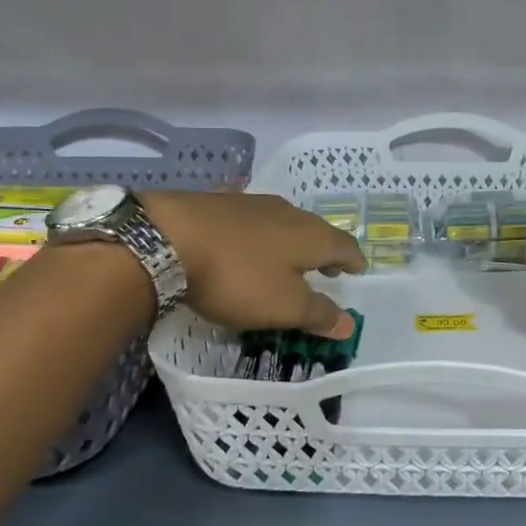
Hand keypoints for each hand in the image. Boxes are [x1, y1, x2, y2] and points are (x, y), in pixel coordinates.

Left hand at [137, 190, 365, 335]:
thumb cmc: (237, 277)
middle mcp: (288, 212)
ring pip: (283, 222)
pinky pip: (251, 219)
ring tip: (287, 259)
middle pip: (316, 230)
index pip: (344, 246)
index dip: (353, 260)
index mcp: (311, 235)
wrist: (167, 237)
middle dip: (324, 250)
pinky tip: (246, 240)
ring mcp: (252, 203)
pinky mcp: (219, 203)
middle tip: (326, 269)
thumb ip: (318, 313)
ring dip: (291, 241)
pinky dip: (258, 233)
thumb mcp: (283, 306)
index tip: (358, 271)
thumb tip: (349, 323)